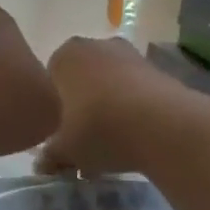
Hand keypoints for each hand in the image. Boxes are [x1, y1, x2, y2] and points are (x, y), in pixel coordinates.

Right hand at [35, 36, 166, 176]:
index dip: (54, 110)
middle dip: (82, 106)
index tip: (60, 134)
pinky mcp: (159, 70)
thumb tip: (44, 164)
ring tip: (113, 144)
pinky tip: (136, 138)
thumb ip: (50, 154)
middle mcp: (95, 45)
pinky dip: (134, 110)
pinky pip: (136, 91)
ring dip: (109, 108)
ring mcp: (130, 55)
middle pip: (82, 80)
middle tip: (84, 140)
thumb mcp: (65, 150)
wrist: (165, 126)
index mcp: (64, 56)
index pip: (50, 80)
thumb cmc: (98, 128)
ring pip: (110, 85)